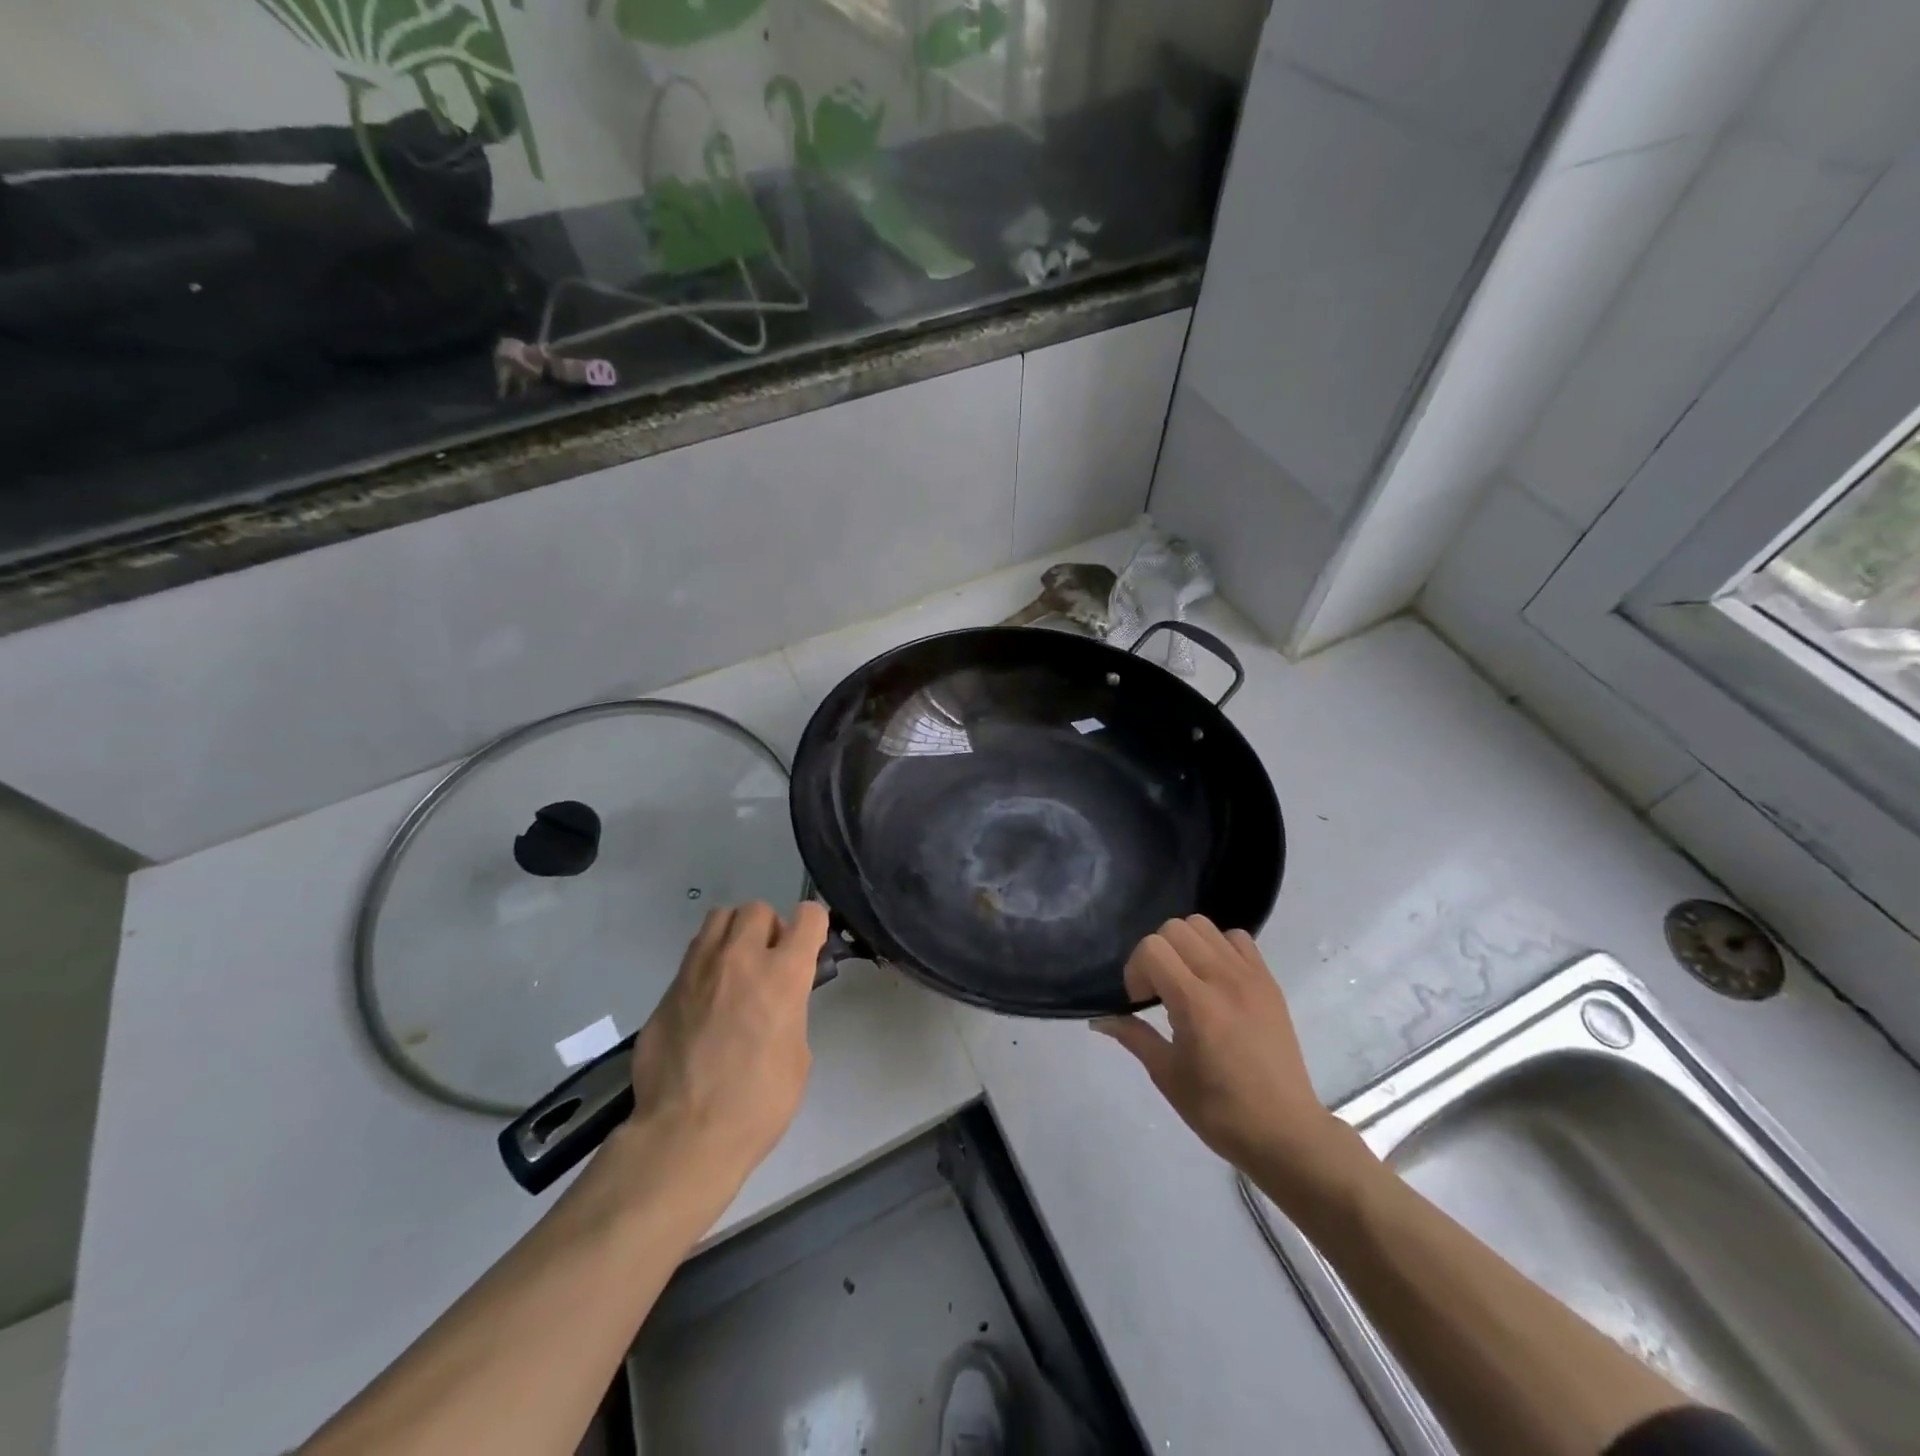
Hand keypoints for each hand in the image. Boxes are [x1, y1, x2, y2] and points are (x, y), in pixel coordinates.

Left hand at [609, 901, 828, 1214]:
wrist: (685, 1135)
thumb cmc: (758, 1104)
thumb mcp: (797, 1055)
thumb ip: (790, 1011)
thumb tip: (776, 1002)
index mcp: (782, 975)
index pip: (808, 917)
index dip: (814, 925)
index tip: (811, 945)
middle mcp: (740, 959)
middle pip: (756, 908)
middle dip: (768, 927)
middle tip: (769, 960)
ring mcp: (698, 971)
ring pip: (718, 919)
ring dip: (733, 934)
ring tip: (735, 969)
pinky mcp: (667, 990)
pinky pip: (693, 956)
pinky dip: (706, 965)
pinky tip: (706, 1001)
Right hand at [1093, 916, 1363, 1208]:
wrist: (1284, 1132)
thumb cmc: (1219, 1111)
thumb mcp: (1167, 1075)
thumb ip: (1133, 1036)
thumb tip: (1100, 1019)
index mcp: (1195, 1004)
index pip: (1152, 948)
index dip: (1136, 969)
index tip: (1139, 1001)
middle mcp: (1223, 979)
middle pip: (1175, 928)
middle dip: (1156, 953)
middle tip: (1159, 990)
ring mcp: (1250, 976)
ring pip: (1204, 926)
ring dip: (1185, 946)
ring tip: (1186, 981)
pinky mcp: (1269, 982)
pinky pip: (1237, 939)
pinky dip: (1218, 948)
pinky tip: (1215, 980)